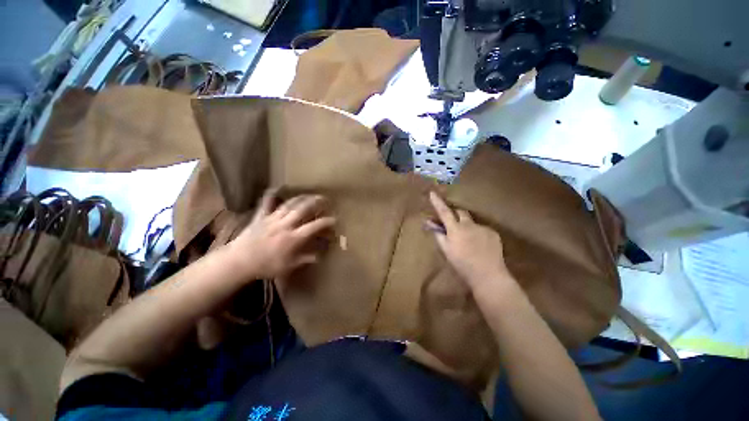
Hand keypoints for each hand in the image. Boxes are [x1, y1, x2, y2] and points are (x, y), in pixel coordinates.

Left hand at [227, 189, 335, 278]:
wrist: (238, 262)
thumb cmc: (265, 266)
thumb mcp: (288, 266)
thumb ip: (305, 259)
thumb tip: (320, 256)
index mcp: (293, 237)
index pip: (314, 226)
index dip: (326, 221)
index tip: (335, 219)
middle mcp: (285, 225)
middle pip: (303, 209)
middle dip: (316, 202)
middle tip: (325, 199)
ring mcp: (272, 219)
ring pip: (290, 204)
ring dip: (301, 197)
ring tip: (309, 194)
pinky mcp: (261, 217)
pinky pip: (266, 203)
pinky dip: (271, 194)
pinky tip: (277, 188)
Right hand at [428, 191, 511, 289]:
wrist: (488, 275)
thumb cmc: (462, 264)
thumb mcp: (446, 251)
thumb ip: (439, 235)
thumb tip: (431, 224)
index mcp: (455, 229)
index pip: (444, 212)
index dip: (438, 203)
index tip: (433, 193)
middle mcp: (469, 225)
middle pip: (460, 212)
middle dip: (455, 215)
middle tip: (453, 225)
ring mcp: (483, 228)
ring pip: (471, 222)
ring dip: (467, 226)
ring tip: (468, 241)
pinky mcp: (493, 233)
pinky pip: (481, 229)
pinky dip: (477, 233)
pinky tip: (479, 245)